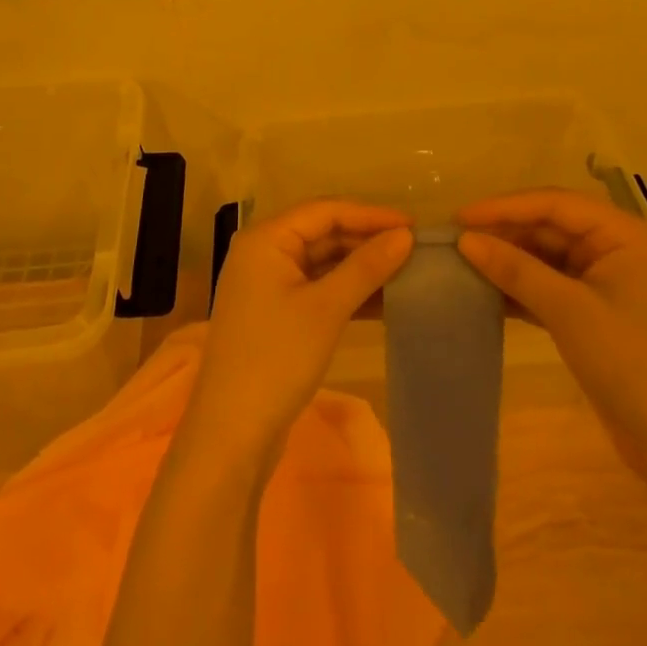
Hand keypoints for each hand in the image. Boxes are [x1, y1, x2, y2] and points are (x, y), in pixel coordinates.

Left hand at [185, 200, 413, 461]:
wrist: (232, 434)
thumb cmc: (277, 358)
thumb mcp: (326, 309)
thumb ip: (366, 267)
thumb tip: (405, 235)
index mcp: (265, 239)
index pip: (324, 211)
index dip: (370, 215)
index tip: (413, 225)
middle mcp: (263, 253)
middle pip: (322, 233)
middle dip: (367, 240)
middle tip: (414, 249)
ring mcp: (267, 285)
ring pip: (322, 263)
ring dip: (361, 267)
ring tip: (407, 272)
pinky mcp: (276, 314)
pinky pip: (317, 289)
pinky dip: (347, 292)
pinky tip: (384, 301)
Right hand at [455, 189, 646, 482]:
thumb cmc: (632, 363)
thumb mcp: (569, 311)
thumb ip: (516, 269)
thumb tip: (464, 240)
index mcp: (622, 234)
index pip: (554, 203)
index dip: (504, 206)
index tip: (459, 217)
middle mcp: (614, 249)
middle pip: (549, 226)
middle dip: (504, 232)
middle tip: (454, 240)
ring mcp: (603, 283)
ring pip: (545, 256)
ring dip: (508, 260)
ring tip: (462, 263)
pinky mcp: (592, 314)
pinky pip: (548, 286)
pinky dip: (519, 288)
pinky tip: (484, 292)